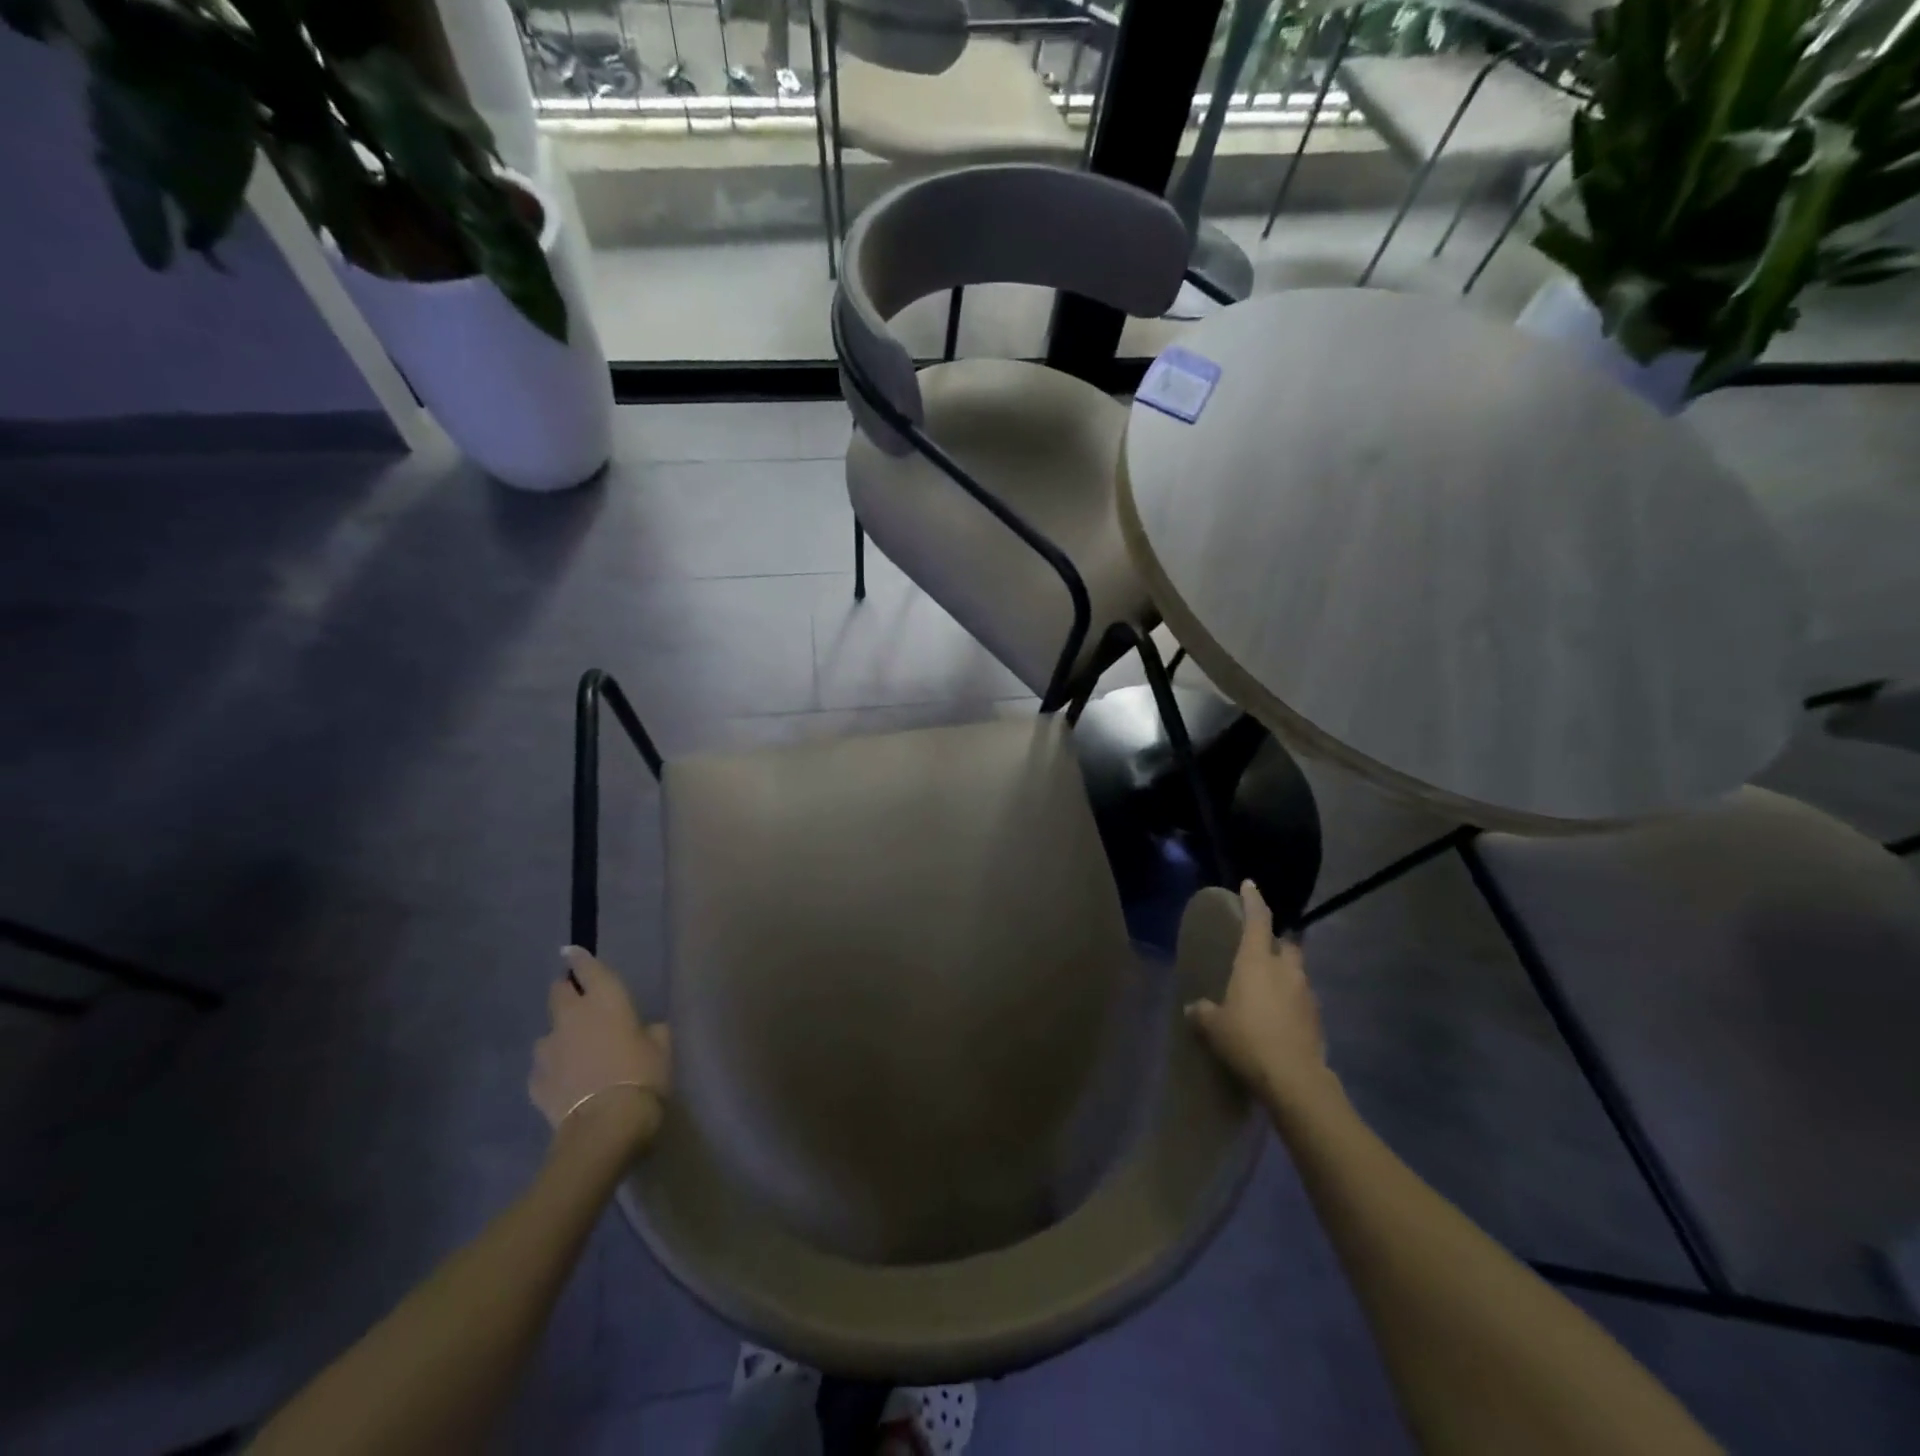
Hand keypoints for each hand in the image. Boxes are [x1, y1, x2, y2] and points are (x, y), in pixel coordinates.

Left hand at [530, 947, 670, 1144]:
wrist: (605, 1127)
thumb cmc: (642, 1076)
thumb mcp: (662, 1047)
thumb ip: (651, 1031)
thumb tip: (644, 1030)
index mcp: (606, 1000)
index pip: (587, 968)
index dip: (579, 958)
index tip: (571, 951)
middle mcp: (571, 1017)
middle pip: (558, 993)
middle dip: (565, 991)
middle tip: (578, 1001)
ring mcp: (548, 1049)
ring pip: (549, 1032)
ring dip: (560, 1036)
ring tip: (576, 1053)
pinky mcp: (535, 1081)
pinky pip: (544, 1067)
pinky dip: (554, 1068)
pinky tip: (568, 1082)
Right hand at [1186, 881, 1337, 1108]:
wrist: (1294, 1080)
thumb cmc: (1247, 1039)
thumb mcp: (1214, 1026)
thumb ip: (1202, 1012)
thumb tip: (1193, 1008)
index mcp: (1258, 961)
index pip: (1258, 920)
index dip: (1253, 900)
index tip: (1250, 884)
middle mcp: (1286, 969)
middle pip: (1288, 944)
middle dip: (1278, 941)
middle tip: (1262, 948)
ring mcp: (1306, 994)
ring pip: (1296, 972)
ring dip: (1284, 974)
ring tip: (1266, 989)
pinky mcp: (1317, 1019)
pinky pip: (1301, 1000)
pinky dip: (1290, 1002)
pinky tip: (1276, 1018)